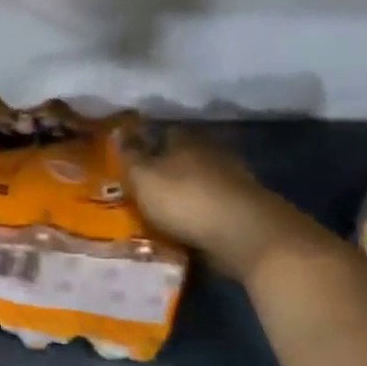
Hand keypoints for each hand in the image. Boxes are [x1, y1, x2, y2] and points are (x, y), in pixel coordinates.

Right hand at [116, 120, 321, 281]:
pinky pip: (214, 209)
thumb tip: (119, 130)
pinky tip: (187, 230)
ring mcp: (234, 182)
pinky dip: (201, 216)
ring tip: (162, 214)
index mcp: (187, 140)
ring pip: (201, 183)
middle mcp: (212, 154)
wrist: (247, 236)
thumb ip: (130, 155)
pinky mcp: (246, 210)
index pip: (164, 132)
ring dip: (185, 195)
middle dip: (167, 171)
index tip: (131, 159)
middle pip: (184, 158)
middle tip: (144, 188)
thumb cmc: (187, 200)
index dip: (147, 144)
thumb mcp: (144, 177)